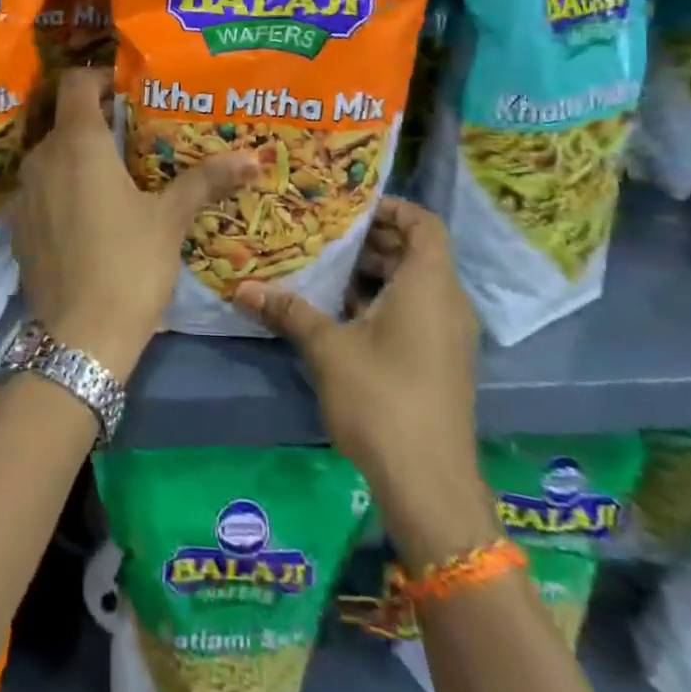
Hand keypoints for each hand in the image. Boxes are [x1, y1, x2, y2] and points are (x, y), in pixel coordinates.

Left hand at [10, 68, 256, 378]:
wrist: (80, 337)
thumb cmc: (129, 264)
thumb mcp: (170, 219)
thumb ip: (206, 180)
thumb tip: (251, 158)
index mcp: (78, 144)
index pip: (75, 83)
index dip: (99, 78)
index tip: (127, 89)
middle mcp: (42, 159)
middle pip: (65, 121)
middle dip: (97, 121)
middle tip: (134, 135)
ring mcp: (24, 194)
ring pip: (51, 157)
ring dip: (78, 157)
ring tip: (116, 176)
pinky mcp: (17, 227)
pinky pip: (40, 191)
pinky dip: (62, 189)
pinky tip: (88, 216)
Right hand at [233, 198, 492, 560]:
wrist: (428, 483)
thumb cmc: (381, 398)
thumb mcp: (328, 348)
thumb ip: (288, 311)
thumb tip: (242, 288)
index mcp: (429, 285)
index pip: (424, 223)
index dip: (391, 208)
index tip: (348, 208)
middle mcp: (447, 302)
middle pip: (417, 252)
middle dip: (372, 240)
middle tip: (324, 235)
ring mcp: (448, 335)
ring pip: (414, 284)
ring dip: (374, 273)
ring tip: (325, 269)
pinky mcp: (441, 361)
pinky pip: (415, 311)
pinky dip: (383, 301)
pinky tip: (340, 312)